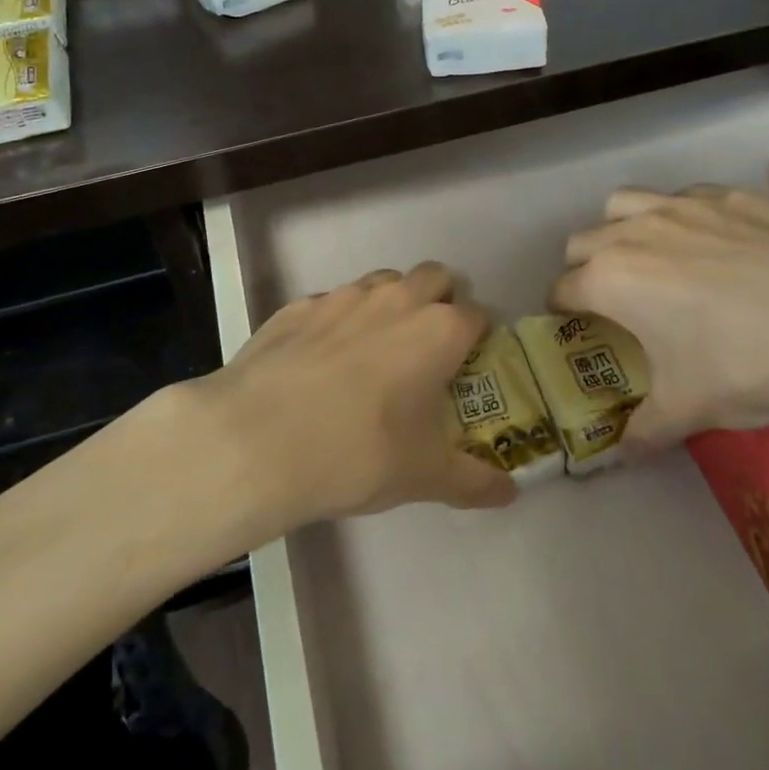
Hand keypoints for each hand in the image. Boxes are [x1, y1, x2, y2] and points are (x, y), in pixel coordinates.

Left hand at [180, 262, 515, 533]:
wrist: (258, 440)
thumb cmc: (360, 453)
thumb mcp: (425, 476)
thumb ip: (474, 482)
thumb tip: (510, 492)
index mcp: (438, 330)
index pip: (477, 313)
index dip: (477, 336)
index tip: (468, 365)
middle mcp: (396, 299)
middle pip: (434, 277)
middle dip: (439, 301)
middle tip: (427, 348)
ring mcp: (342, 297)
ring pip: (382, 281)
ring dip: (390, 303)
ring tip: (375, 350)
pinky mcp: (297, 306)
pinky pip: (331, 302)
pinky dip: (338, 321)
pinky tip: (320, 361)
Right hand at [552, 186, 768, 448]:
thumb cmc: (749, 365)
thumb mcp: (690, 410)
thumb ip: (644, 431)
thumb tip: (621, 457)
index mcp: (610, 280)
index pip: (561, 290)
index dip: (562, 313)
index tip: (579, 331)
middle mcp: (633, 233)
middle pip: (581, 242)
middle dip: (584, 270)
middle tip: (614, 303)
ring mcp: (682, 206)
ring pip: (623, 204)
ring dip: (620, 229)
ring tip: (649, 260)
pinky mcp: (728, 195)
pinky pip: (682, 196)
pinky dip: (678, 216)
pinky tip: (711, 244)